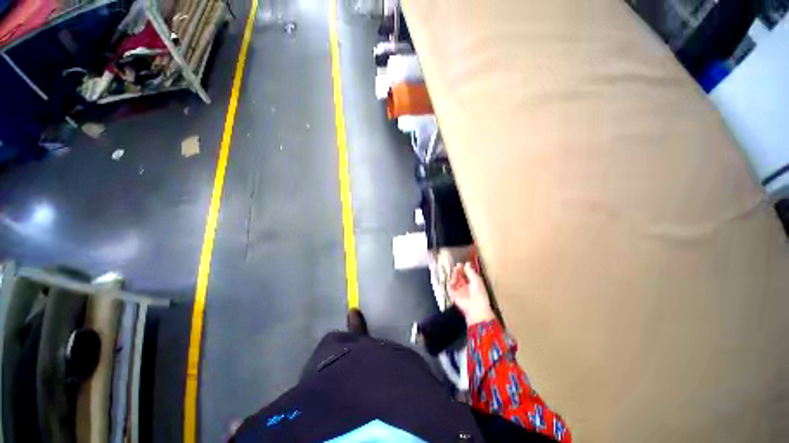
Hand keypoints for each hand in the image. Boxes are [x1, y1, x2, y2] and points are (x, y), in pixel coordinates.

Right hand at [448, 262, 494, 325]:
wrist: (476, 309)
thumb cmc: (479, 294)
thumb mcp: (477, 280)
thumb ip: (470, 272)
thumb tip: (466, 263)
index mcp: (472, 282)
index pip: (465, 273)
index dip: (462, 268)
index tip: (460, 264)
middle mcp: (464, 285)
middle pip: (458, 275)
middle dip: (457, 271)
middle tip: (456, 267)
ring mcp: (458, 290)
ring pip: (453, 280)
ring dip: (453, 276)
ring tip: (455, 273)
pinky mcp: (453, 295)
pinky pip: (449, 287)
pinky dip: (449, 283)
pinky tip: (452, 280)